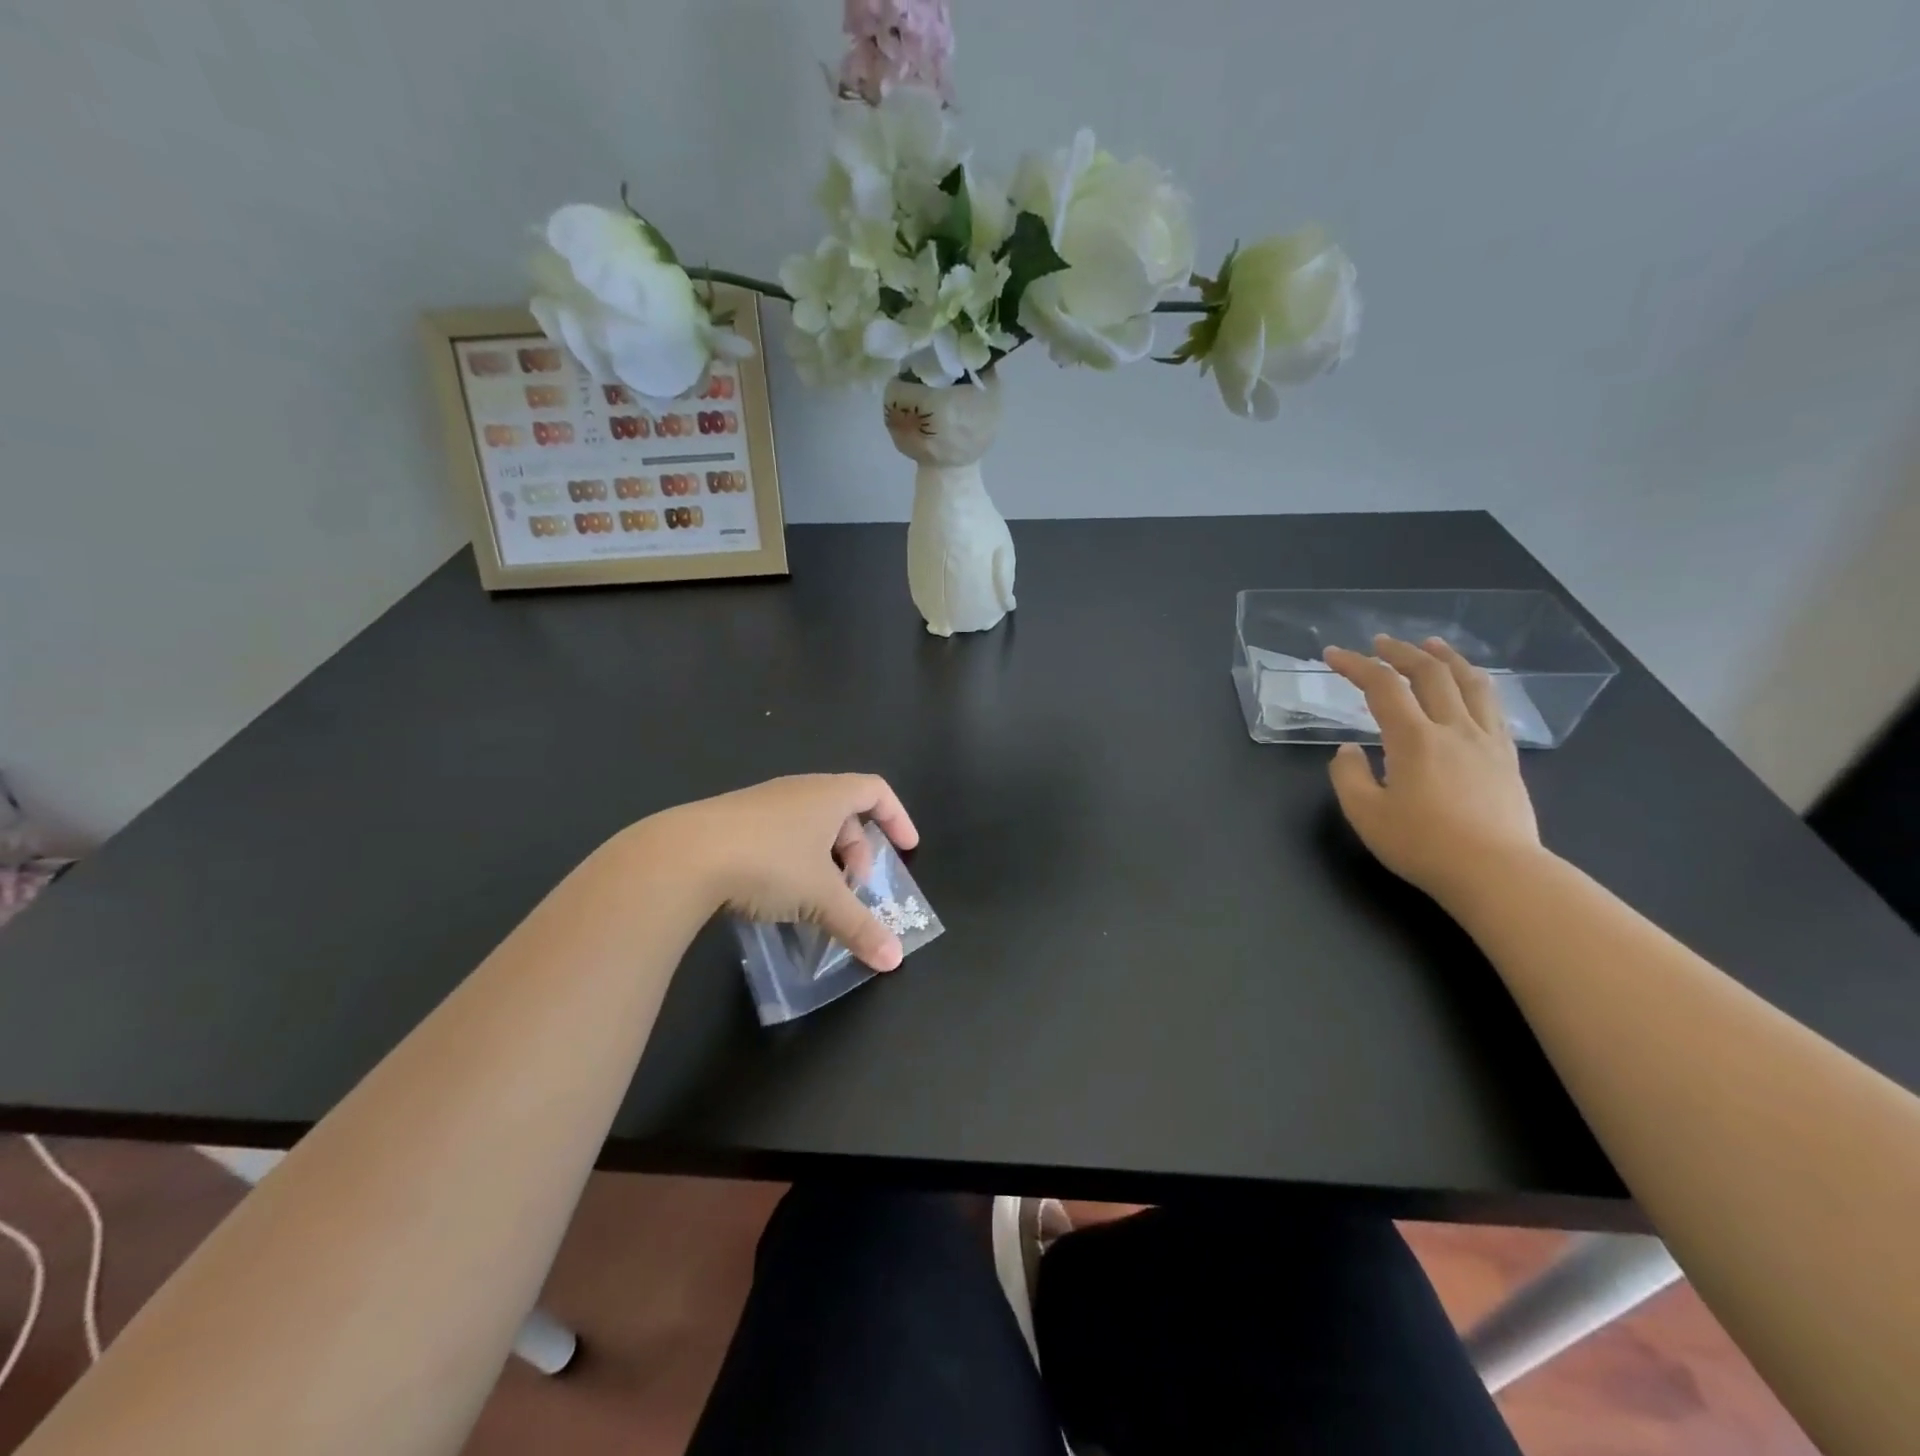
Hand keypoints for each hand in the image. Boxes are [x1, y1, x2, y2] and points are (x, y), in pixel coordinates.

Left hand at [651, 774, 919, 970]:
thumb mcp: (821, 898)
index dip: (897, 817)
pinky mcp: (731, 823)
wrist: (681, 856)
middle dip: (857, 851)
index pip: (876, 790)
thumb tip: (893, 960)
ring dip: (824, 859)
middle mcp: (797, 791)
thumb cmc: (769, 863)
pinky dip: (792, 861)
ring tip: (817, 897)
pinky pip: (778, 836)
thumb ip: (859, 926)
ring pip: (808, 826)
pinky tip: (777, 896)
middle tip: (855, 888)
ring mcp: (761, 804)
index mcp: (828, 794)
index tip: (907, 849)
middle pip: (843, 812)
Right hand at [1323, 636, 1542, 905]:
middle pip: (1430, 674)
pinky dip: (1476, 685)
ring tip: (1432, 645)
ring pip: (1470, 683)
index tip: (1333, 655)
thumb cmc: (1423, 845)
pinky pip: (1493, 708)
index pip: (1382, 687)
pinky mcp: (1507, 759)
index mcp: (1414, 739)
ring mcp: (1486, 742)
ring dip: (1447, 658)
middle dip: (1401, 652)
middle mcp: (1453, 729)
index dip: (1355, 665)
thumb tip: (1349, 750)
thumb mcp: (1365, 814)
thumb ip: (1349, 776)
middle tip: (1380, 643)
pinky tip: (1470, 688)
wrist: (1497, 874)